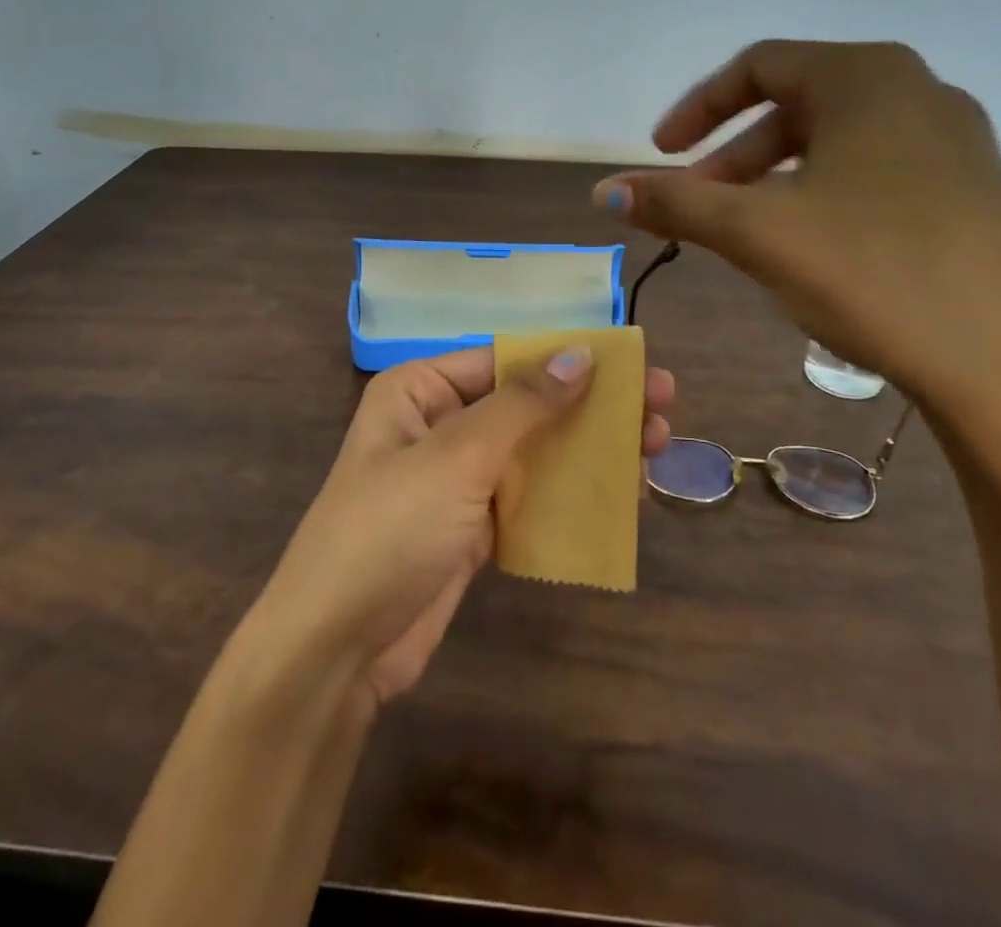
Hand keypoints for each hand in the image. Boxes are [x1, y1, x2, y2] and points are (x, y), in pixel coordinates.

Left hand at [249, 347, 674, 708]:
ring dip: (590, 448)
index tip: (629, 361)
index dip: (567, 357)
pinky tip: (623, 493)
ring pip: (535, 452)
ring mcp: (457, 479)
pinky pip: (531, 498)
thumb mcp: (455, 455)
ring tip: (657, 445)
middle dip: (592, 404)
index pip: (504, 359)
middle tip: (663, 402)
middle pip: (527, 404)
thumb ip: (521, 405)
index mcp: (421, 390)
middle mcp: (439, 425)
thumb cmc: (389, 527)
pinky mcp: (473, 528)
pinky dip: (572, 494)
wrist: (336, 645)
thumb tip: (579, 355)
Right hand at [592, 40, 1000, 425]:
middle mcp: (919, 91)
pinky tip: (814, 250)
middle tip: (698, 200)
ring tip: (747, 230)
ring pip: (837, 141)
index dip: (697, 107)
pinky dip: (824, 195)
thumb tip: (602, 192)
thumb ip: (674, 203)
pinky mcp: (976, 191)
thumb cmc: (874, 273)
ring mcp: (957, 142)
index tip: (660, 153)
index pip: (759, 66)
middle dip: (734, 152)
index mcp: (868, 78)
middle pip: (797, 103)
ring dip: (775, 177)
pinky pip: (877, 172)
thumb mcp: (757, 233)